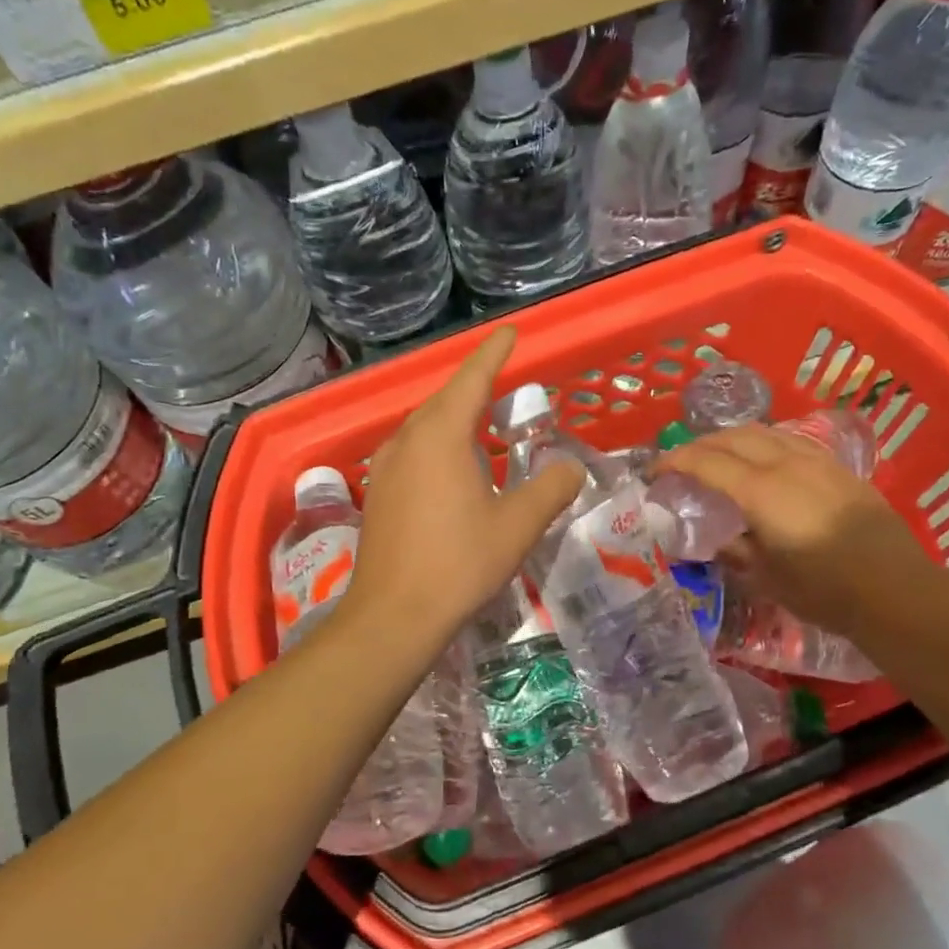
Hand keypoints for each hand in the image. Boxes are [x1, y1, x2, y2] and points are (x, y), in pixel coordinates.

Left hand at [347, 327, 583, 641]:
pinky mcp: (377, 493)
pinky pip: (412, 452)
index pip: (472, 379)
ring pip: (424, 427)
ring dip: (455, 419)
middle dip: (475, 387)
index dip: (494, 353)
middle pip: (445, 400)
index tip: (511, 333)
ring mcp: (385, 467)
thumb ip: (551, 489)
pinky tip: (453, 469)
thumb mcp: (517, 526)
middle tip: (506, 384)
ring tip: (483, 425)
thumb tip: (571, 467)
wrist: (393, 615)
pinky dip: (438, 446)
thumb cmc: (458, 564)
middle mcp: (407, 440)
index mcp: (441, 435)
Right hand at [650, 425, 926, 629]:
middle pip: (735, 437)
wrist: (895, 590)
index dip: (675, 461)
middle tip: (682, 461)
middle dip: (701, 443)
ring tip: (718, 454)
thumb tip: (720, 540)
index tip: (654, 470)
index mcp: (762, 491)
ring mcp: (818, 462)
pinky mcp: (839, 469)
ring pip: (766, 431)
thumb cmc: (823, 590)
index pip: (707, 462)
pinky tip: (764, 459)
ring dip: (733, 437)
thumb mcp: (766, 578)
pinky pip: (791, 441)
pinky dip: (764, 442)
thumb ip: (736, 551)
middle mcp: (787, 464)